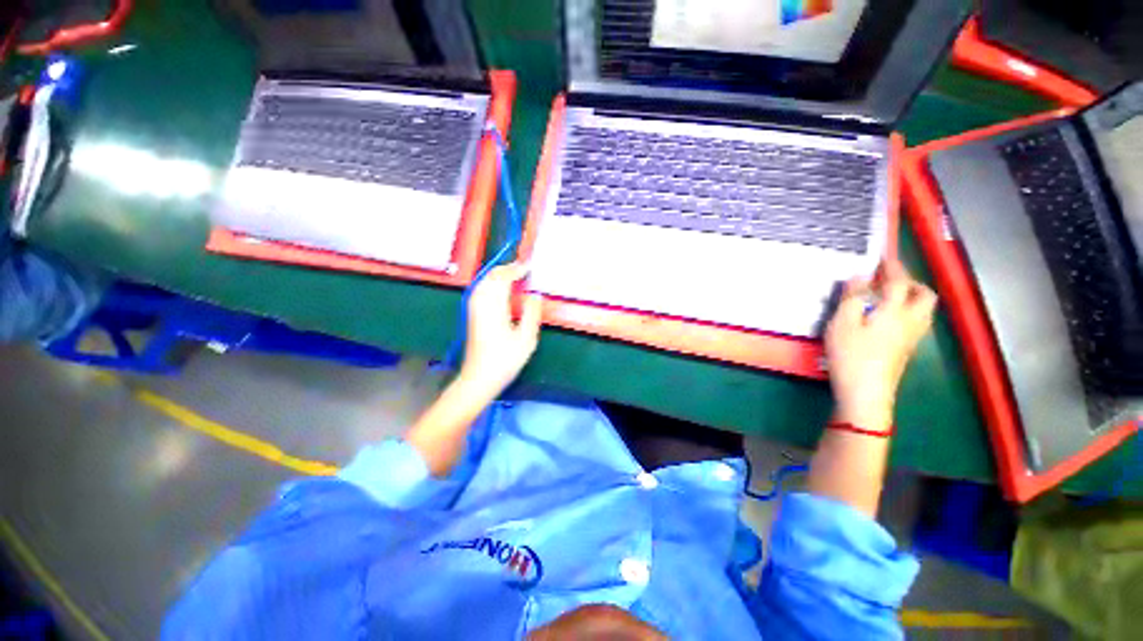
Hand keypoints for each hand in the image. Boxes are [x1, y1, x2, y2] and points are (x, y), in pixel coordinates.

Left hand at [458, 262, 542, 397]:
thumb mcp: (526, 339)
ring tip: (515, 275)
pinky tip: (500, 289)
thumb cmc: (505, 360)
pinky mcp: (472, 315)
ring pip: (484, 282)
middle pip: (491, 277)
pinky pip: (480, 290)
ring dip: (498, 275)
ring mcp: (474, 309)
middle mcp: (481, 303)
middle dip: (507, 269)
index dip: (516, 269)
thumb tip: (535, 294)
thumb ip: (531, 313)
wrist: (479, 378)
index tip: (530, 266)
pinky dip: (491, 283)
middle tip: (524, 268)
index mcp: (494, 307)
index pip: (503, 278)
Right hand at [825, 258, 936, 431]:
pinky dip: (906, 310)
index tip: (883, 255)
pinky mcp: (907, 350)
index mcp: (895, 311)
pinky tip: (886, 317)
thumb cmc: (851, 355)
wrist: (865, 393)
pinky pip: (916, 321)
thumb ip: (852, 297)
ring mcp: (912, 337)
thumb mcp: (842, 323)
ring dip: (910, 296)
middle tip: (888, 278)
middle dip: (910, 282)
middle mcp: (911, 321)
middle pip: (924, 295)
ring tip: (887, 295)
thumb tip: (859, 276)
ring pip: (923, 309)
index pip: (899, 281)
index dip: (892, 266)